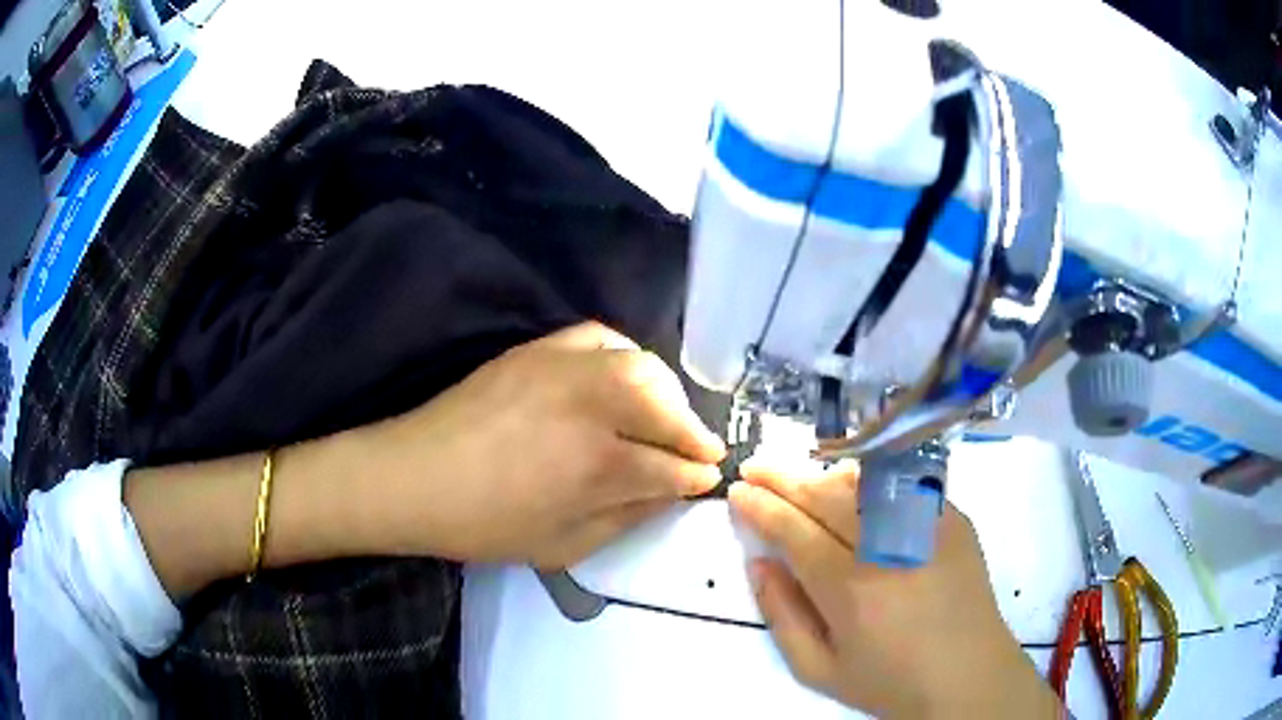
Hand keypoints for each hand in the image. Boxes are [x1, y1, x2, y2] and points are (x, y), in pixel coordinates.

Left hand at [364, 322, 725, 568]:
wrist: (415, 478)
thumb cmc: (485, 525)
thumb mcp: (562, 546)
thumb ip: (625, 518)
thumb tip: (669, 493)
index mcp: (598, 466)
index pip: (670, 466)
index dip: (696, 475)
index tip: (708, 478)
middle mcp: (591, 407)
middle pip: (666, 407)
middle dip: (693, 431)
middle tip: (700, 448)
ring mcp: (563, 369)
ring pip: (641, 366)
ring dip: (667, 393)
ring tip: (667, 415)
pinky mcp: (538, 349)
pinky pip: (599, 337)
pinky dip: (623, 355)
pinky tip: (623, 376)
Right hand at [728, 462, 1059, 718]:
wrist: (968, 676)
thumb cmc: (889, 681)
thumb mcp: (819, 669)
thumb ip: (782, 615)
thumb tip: (758, 563)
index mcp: (851, 590)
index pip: (794, 531)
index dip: (761, 506)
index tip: (738, 491)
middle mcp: (888, 547)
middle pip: (826, 495)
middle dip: (783, 477)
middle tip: (756, 467)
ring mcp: (928, 526)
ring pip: (864, 483)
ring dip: (823, 476)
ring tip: (799, 481)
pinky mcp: (953, 519)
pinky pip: (902, 487)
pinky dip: (868, 483)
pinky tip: (853, 491)